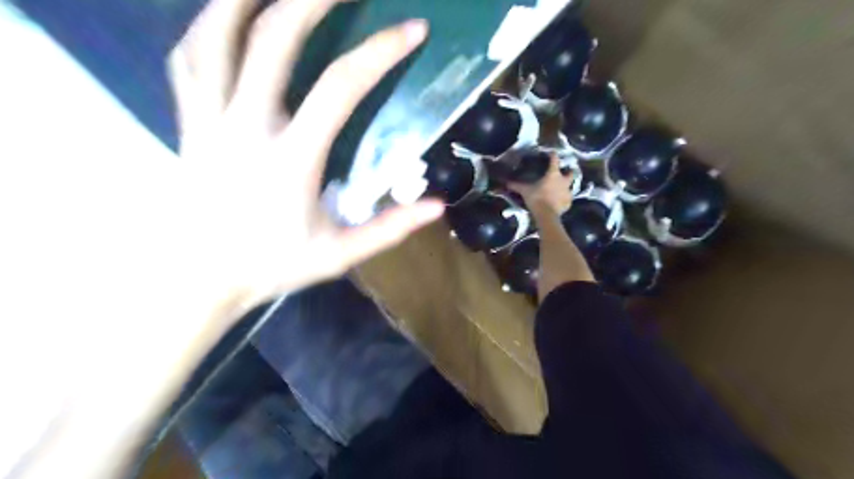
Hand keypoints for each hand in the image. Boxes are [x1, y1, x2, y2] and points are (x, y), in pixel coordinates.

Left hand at [168, 0, 443, 300]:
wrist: (202, 279)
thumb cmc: (272, 266)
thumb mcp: (338, 256)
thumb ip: (388, 229)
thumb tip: (436, 206)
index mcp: (291, 159)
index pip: (340, 87)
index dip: (379, 51)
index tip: (411, 30)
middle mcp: (246, 127)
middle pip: (275, 39)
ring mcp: (208, 120)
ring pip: (217, 35)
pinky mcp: (187, 123)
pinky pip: (188, 58)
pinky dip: (208, 27)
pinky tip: (228, 16)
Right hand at [506, 156, 572, 216]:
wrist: (547, 215)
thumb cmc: (537, 198)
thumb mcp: (525, 191)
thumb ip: (517, 186)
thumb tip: (506, 182)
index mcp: (553, 174)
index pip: (555, 160)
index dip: (553, 155)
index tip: (552, 153)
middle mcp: (563, 181)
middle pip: (571, 173)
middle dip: (569, 171)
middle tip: (565, 172)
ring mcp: (568, 192)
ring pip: (570, 186)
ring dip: (566, 186)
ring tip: (560, 189)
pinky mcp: (568, 202)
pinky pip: (567, 199)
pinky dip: (564, 199)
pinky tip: (559, 202)